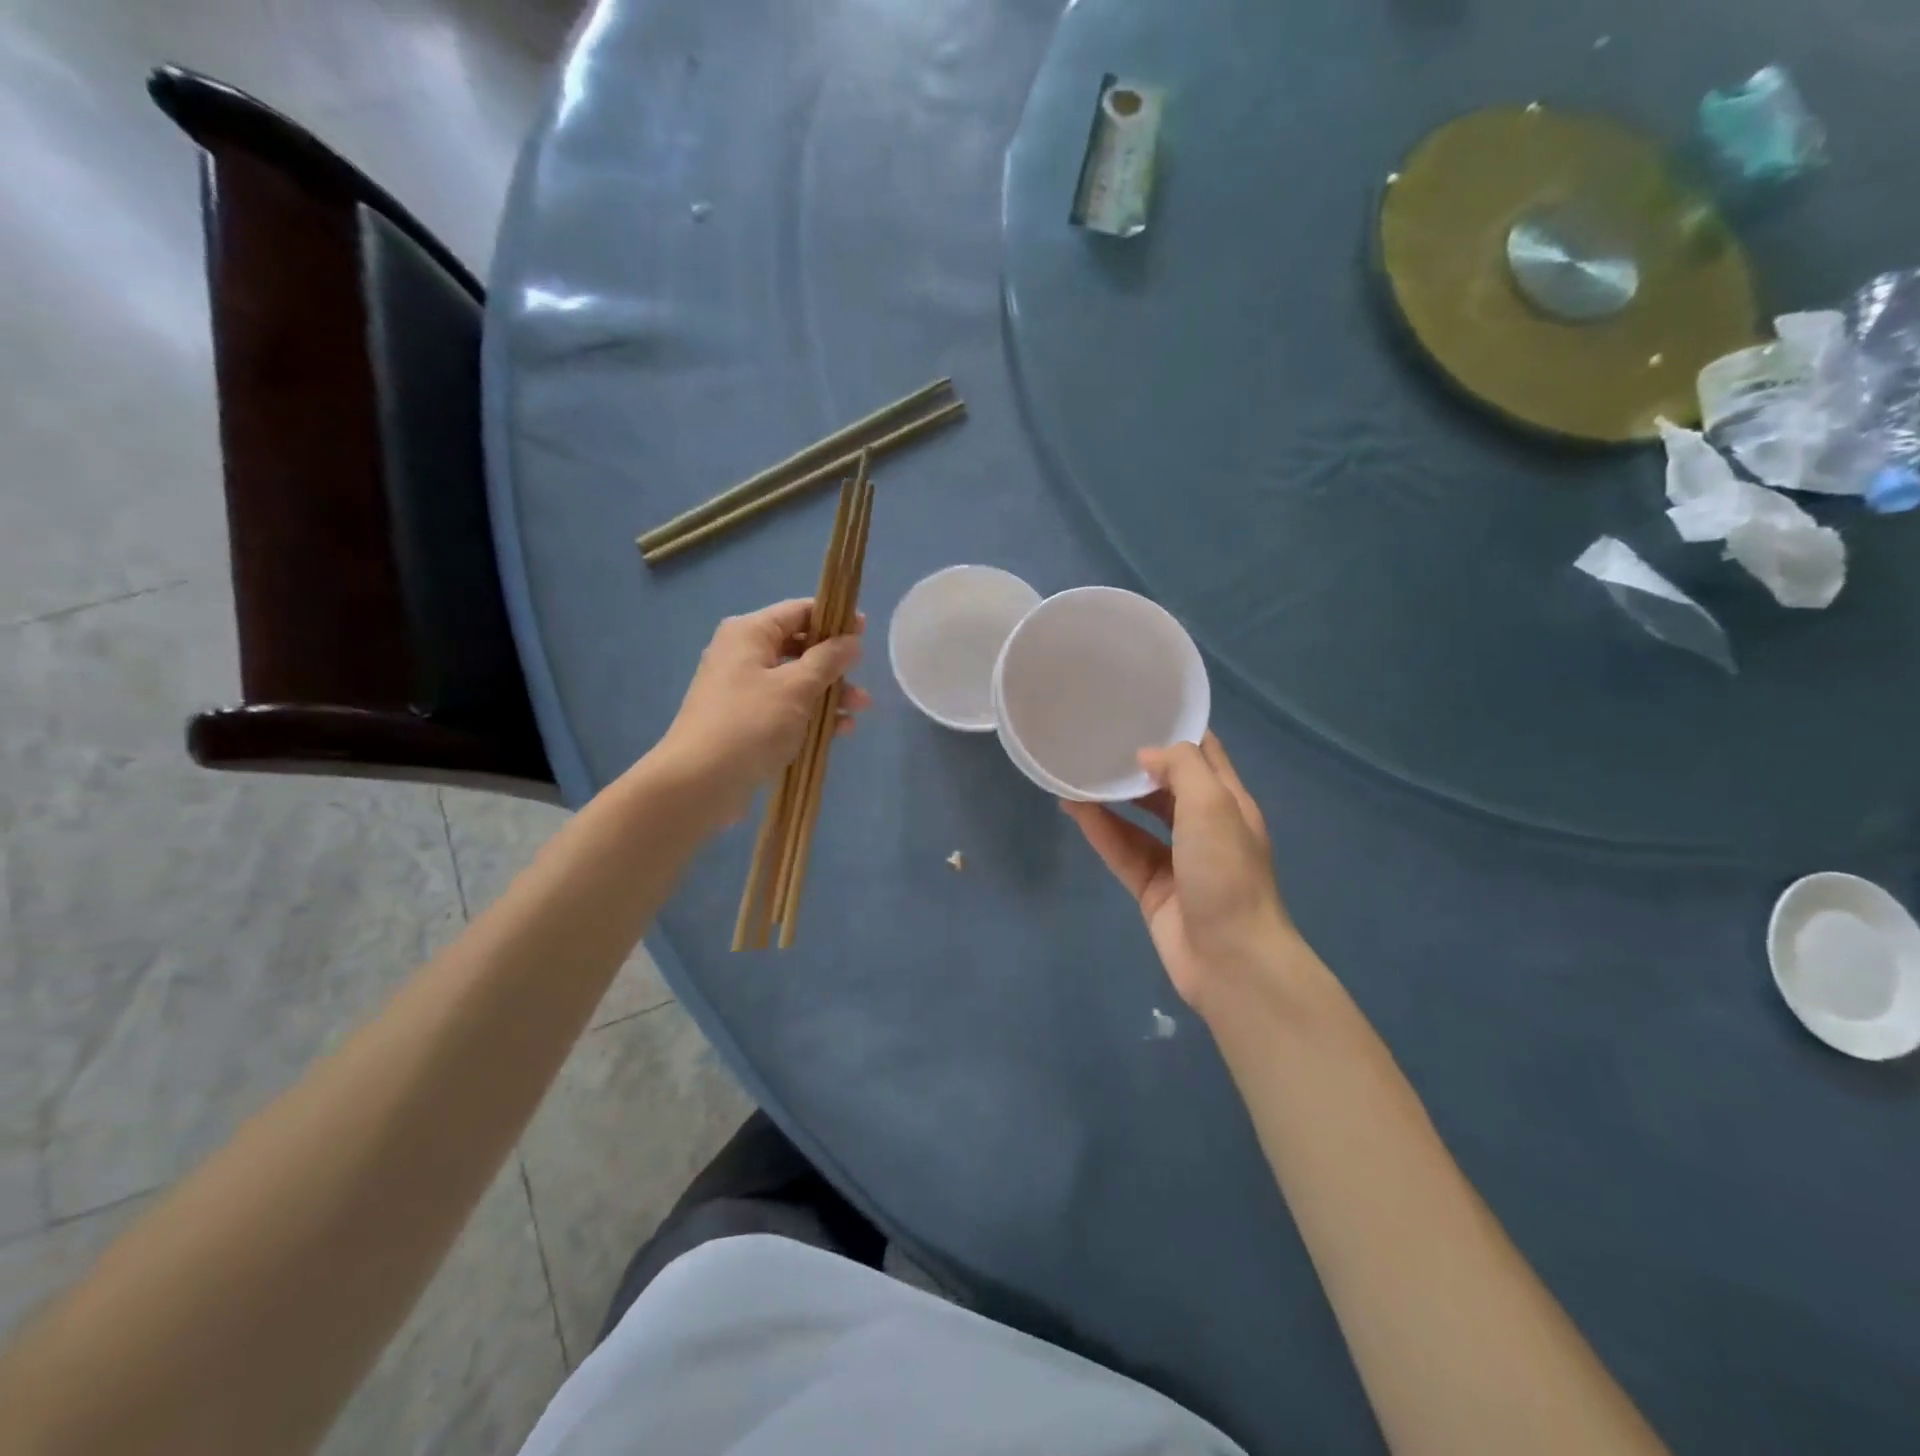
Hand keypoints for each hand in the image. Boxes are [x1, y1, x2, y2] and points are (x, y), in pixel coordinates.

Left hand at [654, 599, 871, 827]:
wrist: (699, 782)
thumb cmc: (750, 724)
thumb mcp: (797, 687)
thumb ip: (828, 660)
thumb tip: (851, 641)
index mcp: (749, 633)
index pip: (798, 611)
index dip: (833, 618)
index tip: (864, 632)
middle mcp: (742, 655)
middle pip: (798, 647)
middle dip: (834, 663)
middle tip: (863, 676)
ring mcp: (742, 690)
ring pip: (795, 681)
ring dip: (829, 693)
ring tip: (860, 709)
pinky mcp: (745, 722)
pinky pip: (786, 709)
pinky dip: (811, 715)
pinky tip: (839, 731)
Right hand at [1062, 733, 1293, 1016]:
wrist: (1231, 960)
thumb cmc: (1227, 872)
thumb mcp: (1213, 804)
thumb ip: (1181, 768)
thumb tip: (1146, 755)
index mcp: (1229, 802)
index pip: (1203, 754)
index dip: (1175, 729)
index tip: (1138, 708)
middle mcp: (1204, 827)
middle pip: (1167, 786)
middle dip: (1137, 763)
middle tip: (1097, 738)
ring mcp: (1177, 859)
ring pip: (1138, 819)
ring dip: (1111, 796)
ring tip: (1075, 772)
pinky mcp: (1152, 888)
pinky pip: (1122, 850)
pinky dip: (1100, 830)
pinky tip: (1073, 809)